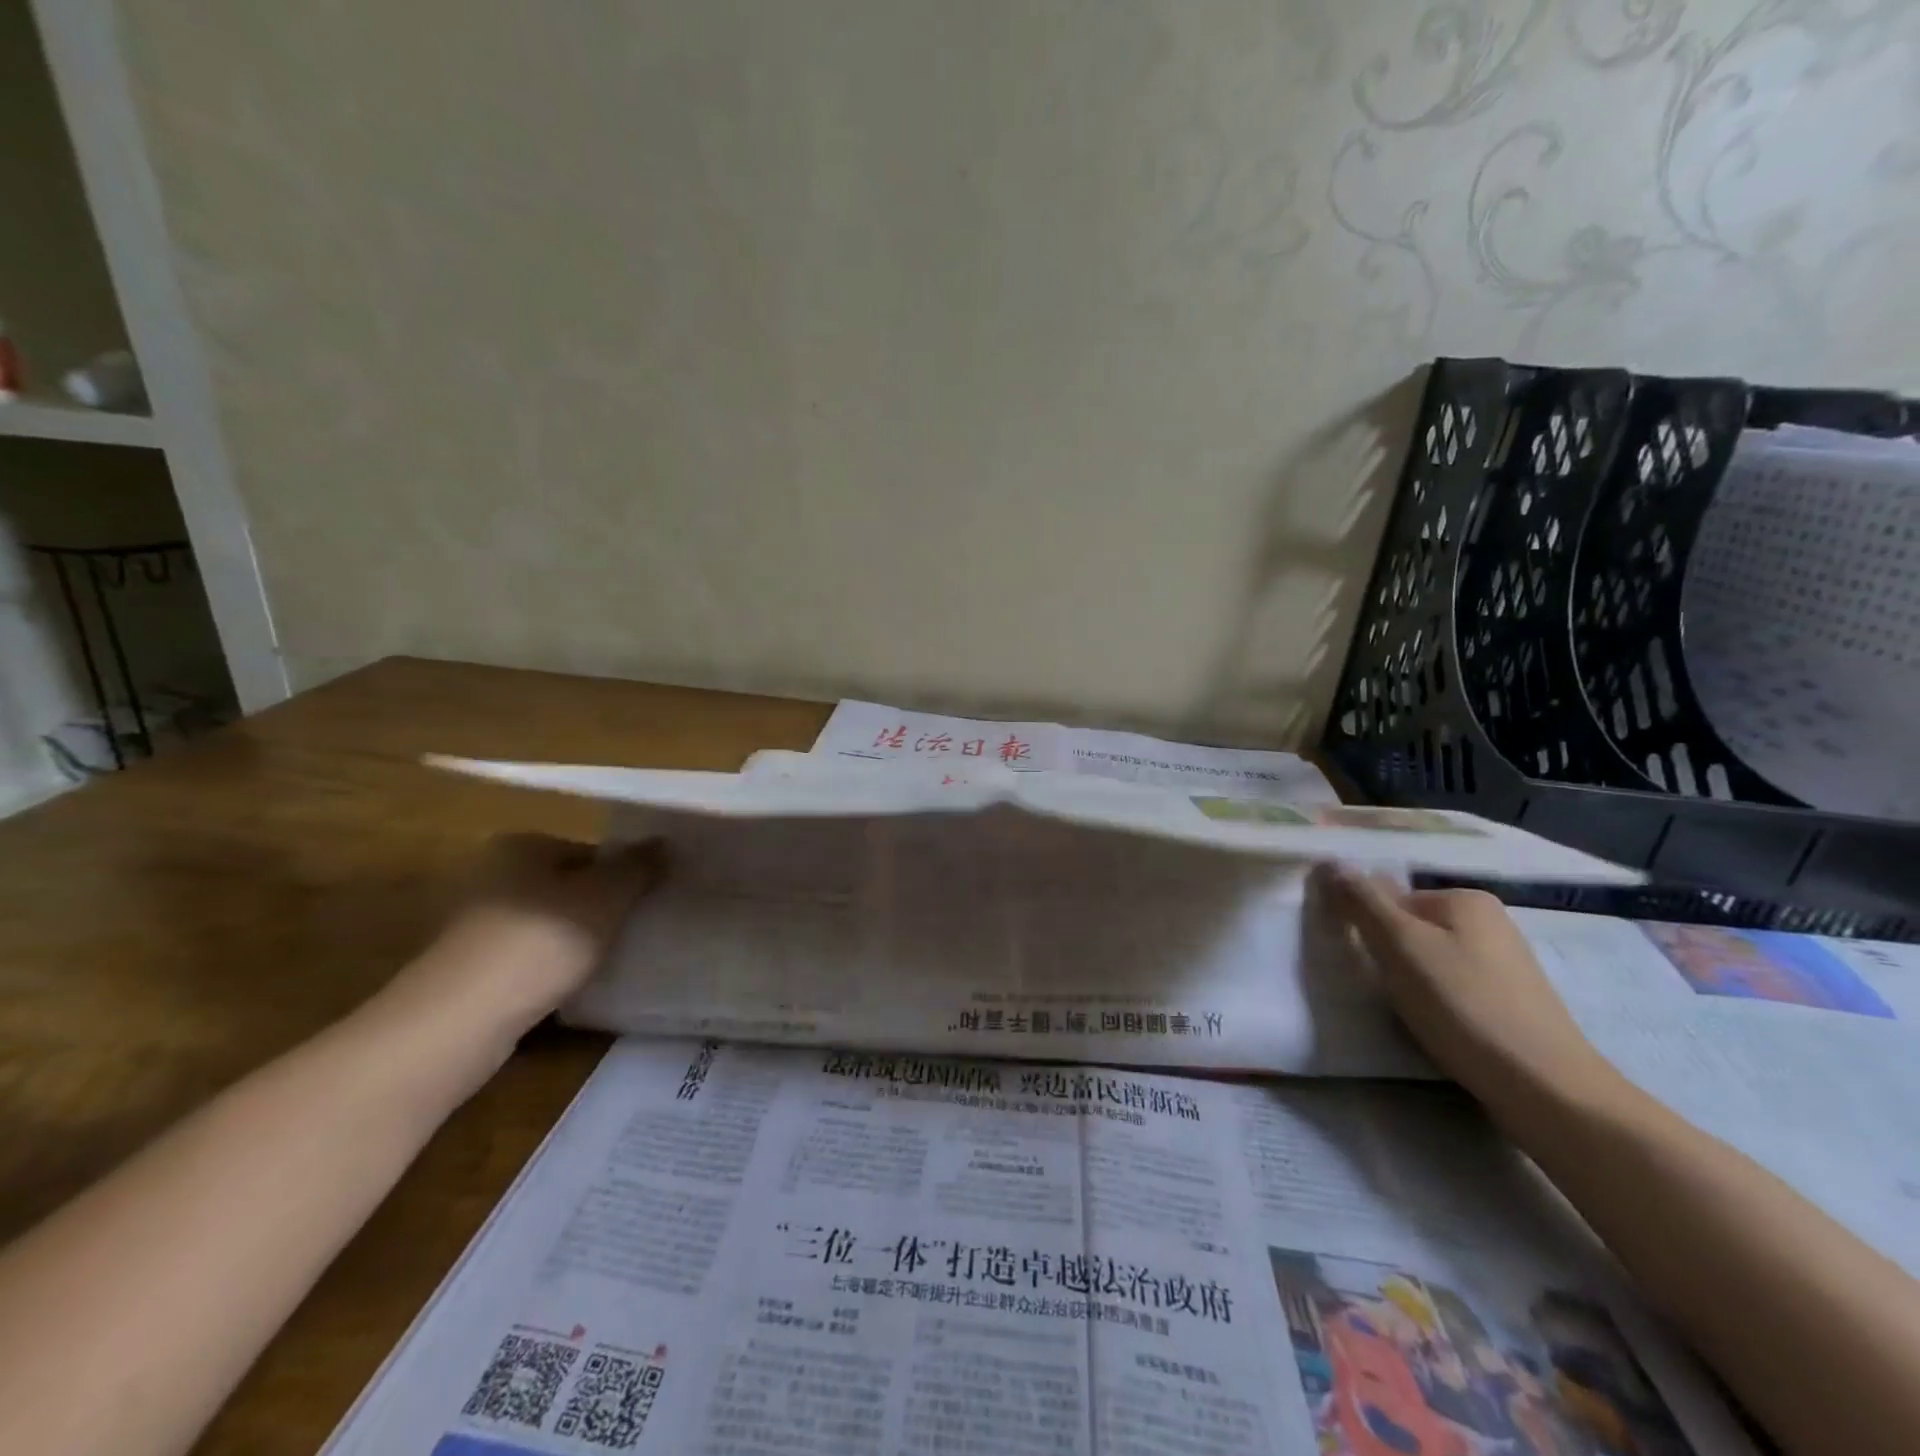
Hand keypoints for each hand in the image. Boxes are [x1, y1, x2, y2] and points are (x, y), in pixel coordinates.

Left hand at [376, 833, 664, 1056]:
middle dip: (601, 907)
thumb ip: (638, 867)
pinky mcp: (468, 969)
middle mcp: (492, 875)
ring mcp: (475, 924)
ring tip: (612, 960)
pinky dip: (551, 968)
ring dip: (577, 940)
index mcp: (521, 846)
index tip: (649, 901)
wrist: (459, 1022)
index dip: (624, 875)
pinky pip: (527, 958)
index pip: (590, 851)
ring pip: (549, 924)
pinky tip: (574, 986)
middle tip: (637, 929)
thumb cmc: (541, 941)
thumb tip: (663, 841)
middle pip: (568, 886)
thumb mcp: (606, 897)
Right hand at [1313, 864, 1624, 1118]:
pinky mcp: (1512, 1003)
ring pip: (1432, 961)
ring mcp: (1506, 964)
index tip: (1360, 961)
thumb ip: (1362, 901)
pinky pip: (1454, 988)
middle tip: (1379, 989)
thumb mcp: (1399, 945)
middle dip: (1389, 955)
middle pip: (1412, 928)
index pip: (1390, 898)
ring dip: (1411, 982)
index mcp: (1465, 899)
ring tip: (1407, 1013)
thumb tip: (1330, 861)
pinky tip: (1436, 1027)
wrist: (1545, 1089)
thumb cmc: (1463, 1005)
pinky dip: (1437, 1003)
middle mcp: (1491, 922)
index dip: (1367, 927)